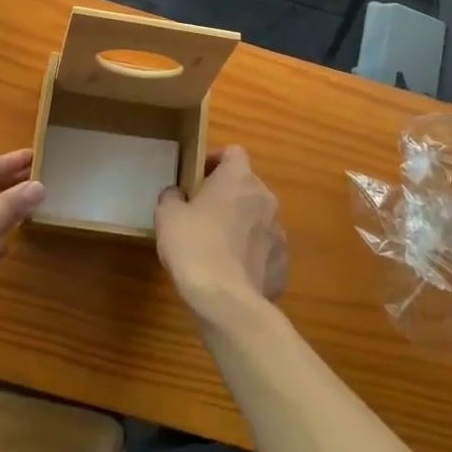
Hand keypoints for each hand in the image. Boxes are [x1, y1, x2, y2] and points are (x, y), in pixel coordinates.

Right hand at [156, 146, 288, 321]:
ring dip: (242, 225)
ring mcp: (278, 232)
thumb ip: (173, 196)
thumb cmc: (193, 245)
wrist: (225, 299)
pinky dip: (252, 255)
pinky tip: (232, 272)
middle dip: (228, 196)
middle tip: (204, 214)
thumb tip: (178, 194)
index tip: (199, 178)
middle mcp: (265, 198)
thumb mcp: (167, 215)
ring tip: (218, 247)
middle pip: (247, 186)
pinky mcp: (283, 264)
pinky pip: (265, 250)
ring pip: (258, 218)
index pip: (233, 152)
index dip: (216, 161)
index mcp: (238, 178)